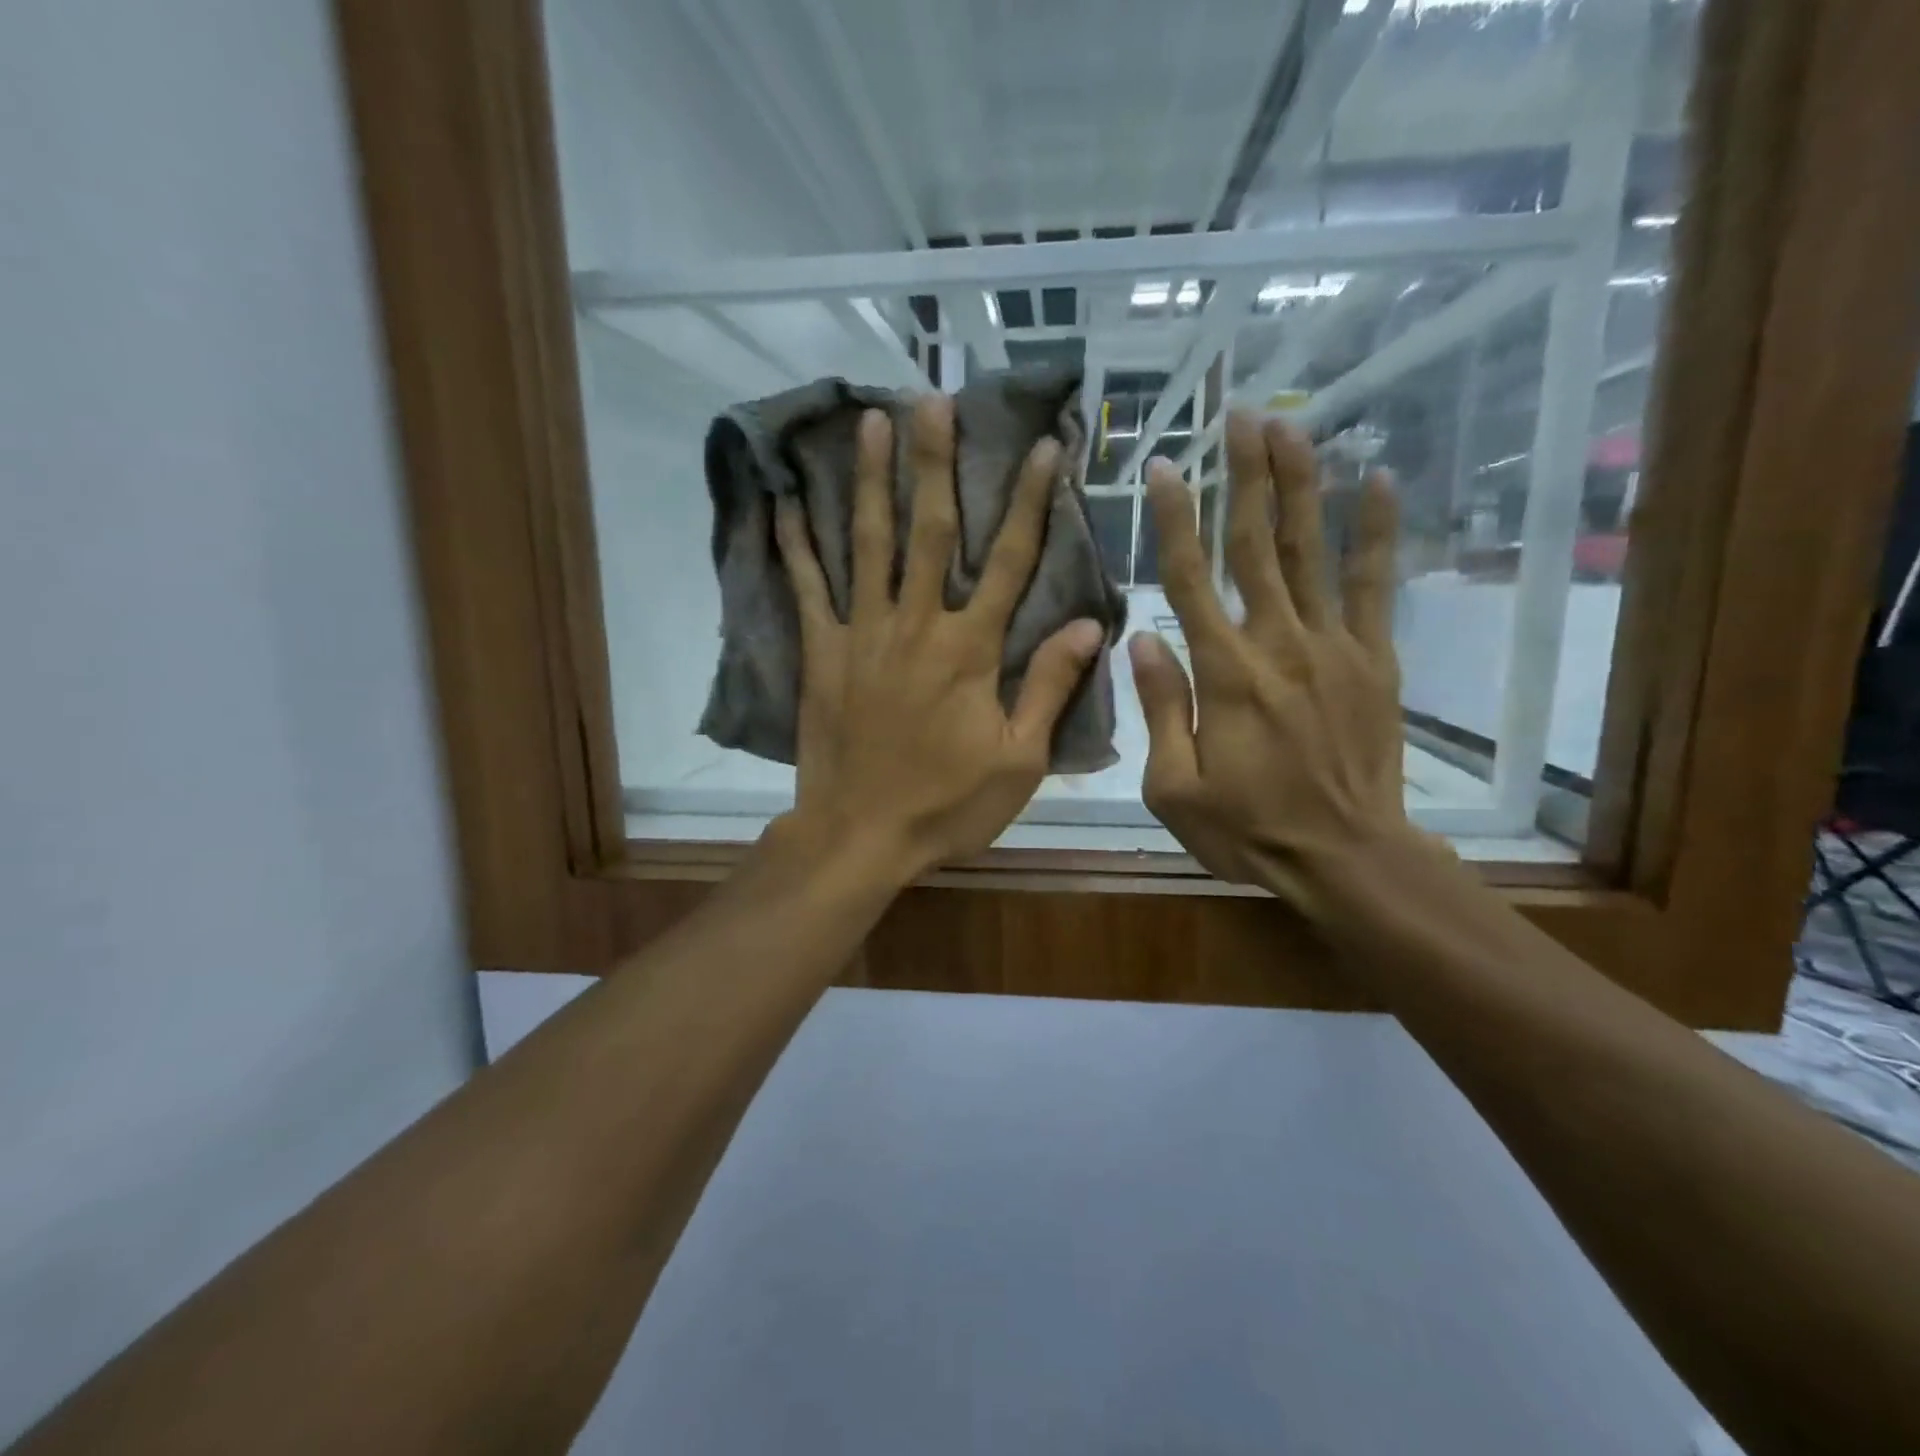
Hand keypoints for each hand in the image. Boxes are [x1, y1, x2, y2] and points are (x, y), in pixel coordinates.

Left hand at [771, 394, 1105, 880]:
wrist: (860, 836)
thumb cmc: (946, 804)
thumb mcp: (1018, 760)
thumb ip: (1049, 687)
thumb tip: (1090, 625)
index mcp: (970, 650)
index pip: (1009, 561)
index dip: (1029, 501)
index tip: (1043, 445)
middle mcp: (916, 625)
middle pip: (930, 531)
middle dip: (936, 462)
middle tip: (934, 397)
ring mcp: (863, 635)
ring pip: (868, 544)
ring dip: (872, 480)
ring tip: (870, 422)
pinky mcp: (821, 654)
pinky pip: (807, 590)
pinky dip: (797, 546)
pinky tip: (788, 503)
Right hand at [1132, 411, 1417, 915]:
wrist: (1346, 857)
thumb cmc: (1248, 828)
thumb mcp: (1174, 788)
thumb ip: (1160, 709)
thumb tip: (1142, 641)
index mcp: (1224, 674)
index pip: (1190, 580)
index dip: (1173, 520)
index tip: (1162, 468)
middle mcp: (1278, 643)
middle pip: (1255, 545)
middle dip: (1245, 474)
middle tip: (1238, 414)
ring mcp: (1333, 646)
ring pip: (1310, 551)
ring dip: (1299, 485)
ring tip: (1290, 426)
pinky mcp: (1374, 659)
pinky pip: (1375, 586)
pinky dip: (1376, 532)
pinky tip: (1379, 482)